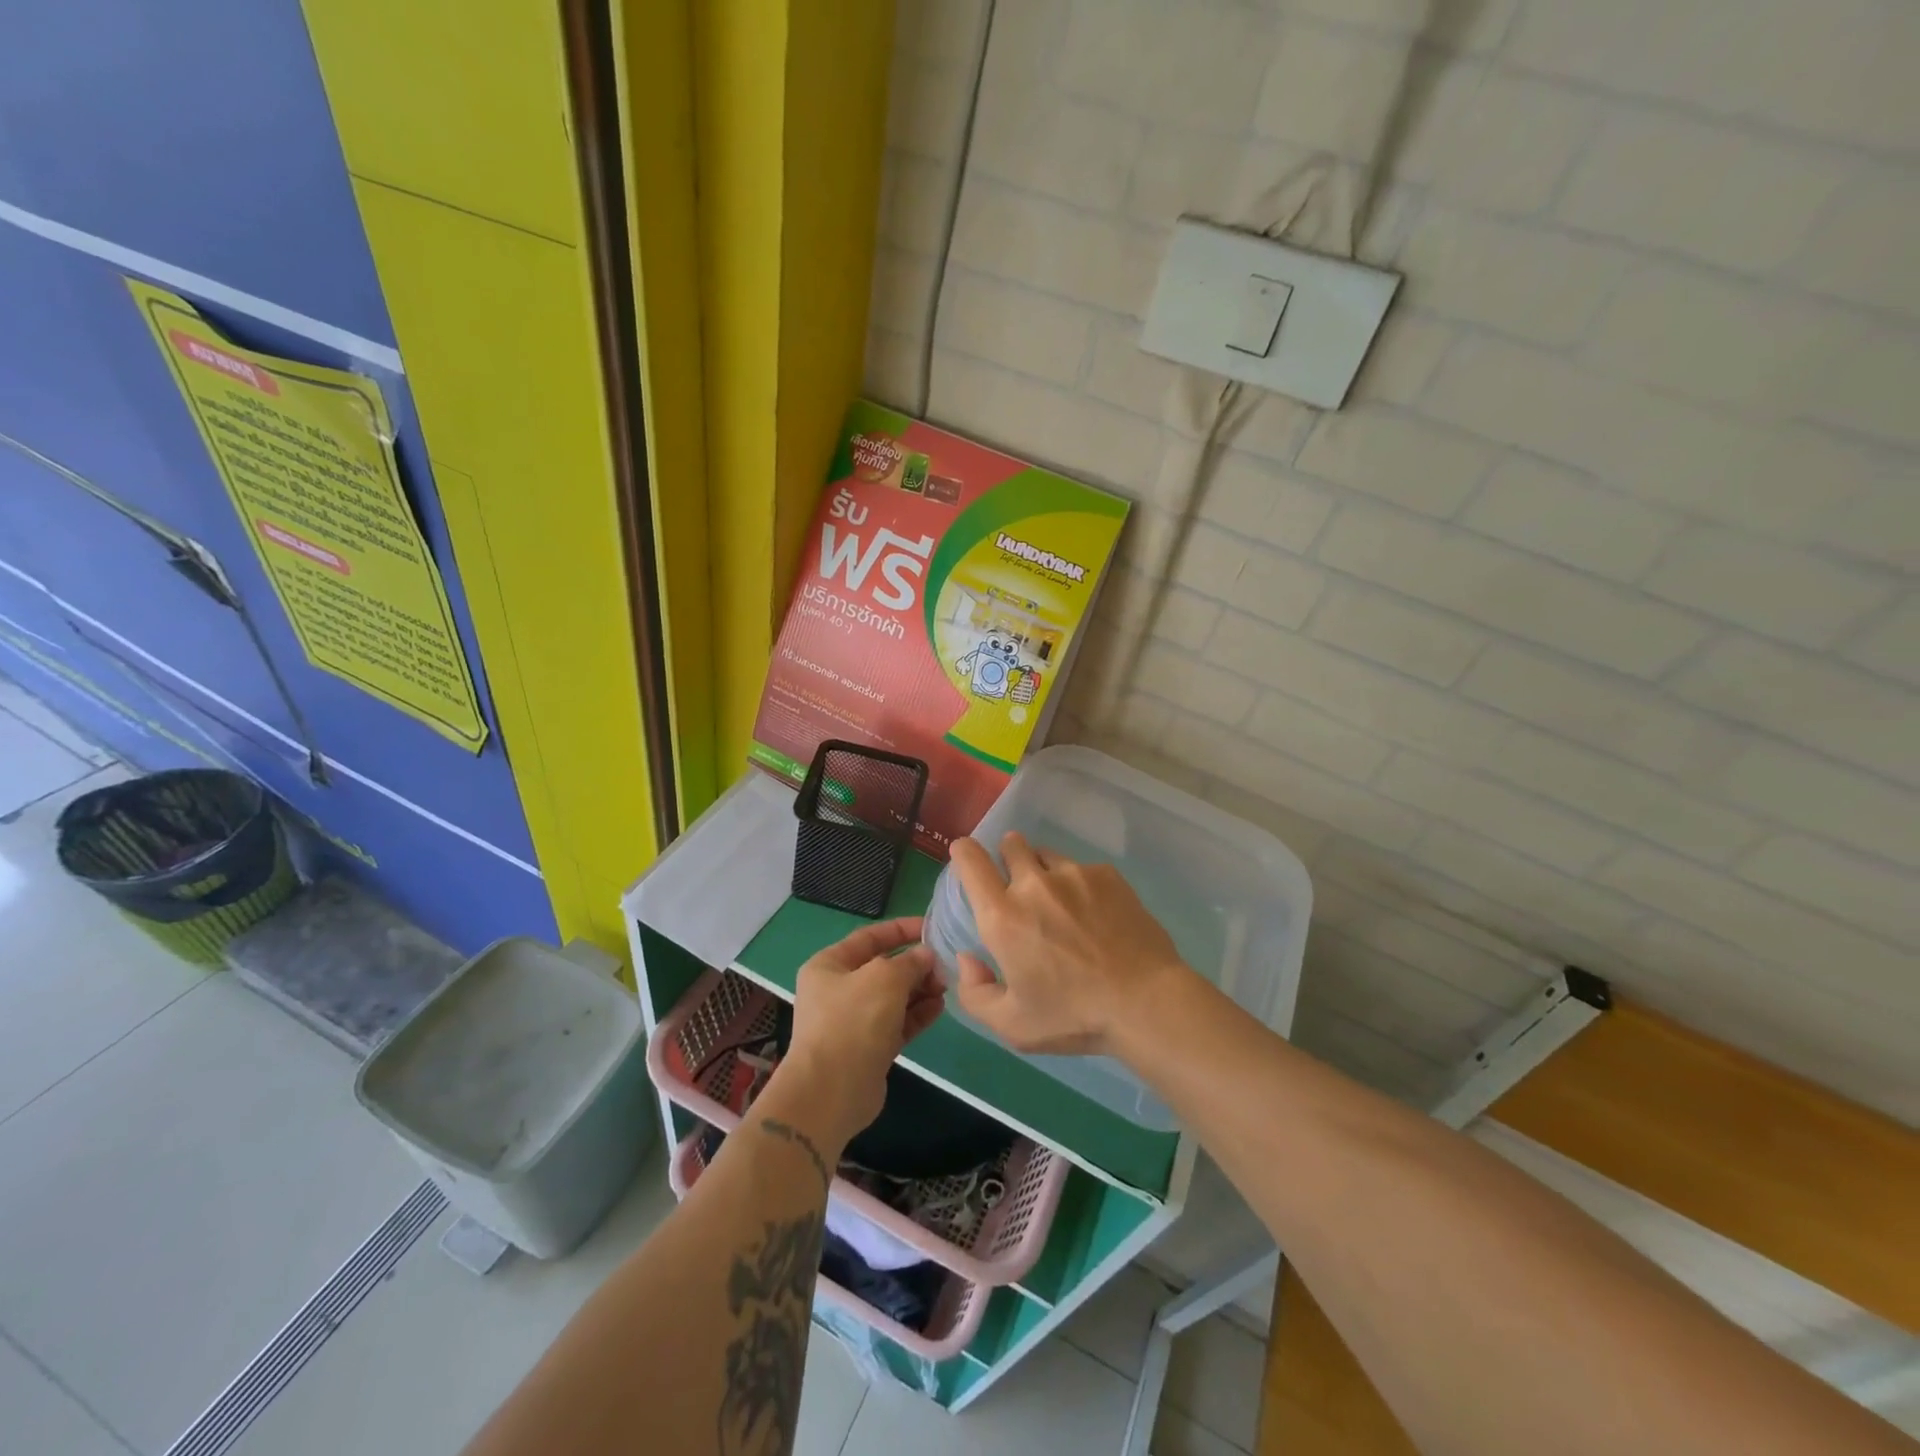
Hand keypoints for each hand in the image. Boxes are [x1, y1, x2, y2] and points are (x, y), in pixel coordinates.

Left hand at [773, 917, 945, 1149]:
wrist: (831, 1092)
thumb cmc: (853, 1021)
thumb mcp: (884, 978)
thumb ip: (909, 962)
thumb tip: (925, 956)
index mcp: (829, 965)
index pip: (869, 937)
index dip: (901, 930)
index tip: (932, 927)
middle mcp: (838, 990)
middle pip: (883, 968)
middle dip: (915, 964)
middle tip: (945, 964)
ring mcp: (853, 1021)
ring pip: (893, 997)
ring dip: (920, 989)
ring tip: (947, 985)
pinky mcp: (869, 1048)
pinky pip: (897, 1023)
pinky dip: (917, 1013)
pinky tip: (940, 1006)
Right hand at [949, 832, 1189, 1055]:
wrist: (1145, 1002)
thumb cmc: (1073, 1016)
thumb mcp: (1012, 1025)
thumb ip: (975, 992)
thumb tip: (967, 958)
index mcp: (1003, 916)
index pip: (970, 860)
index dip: (964, 853)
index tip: (968, 858)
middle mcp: (1034, 884)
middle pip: (1011, 844)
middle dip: (1008, 858)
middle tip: (1020, 890)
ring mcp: (1074, 874)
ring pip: (1047, 855)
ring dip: (1044, 871)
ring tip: (1061, 905)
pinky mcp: (1107, 875)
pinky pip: (1082, 868)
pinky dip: (1079, 884)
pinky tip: (1096, 915)